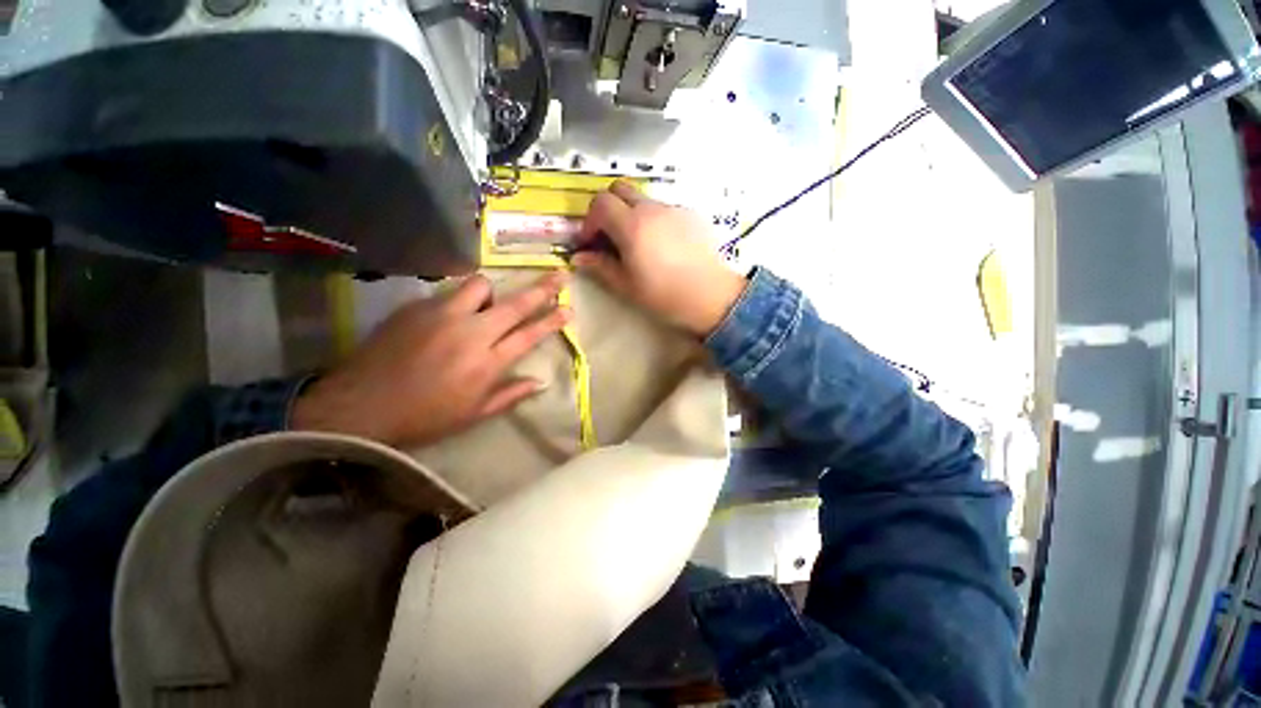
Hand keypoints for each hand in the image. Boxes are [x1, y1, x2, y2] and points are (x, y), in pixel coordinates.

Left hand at [291, 273, 569, 447]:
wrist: (360, 406)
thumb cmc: (424, 417)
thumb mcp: (474, 415)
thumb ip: (511, 395)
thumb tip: (541, 382)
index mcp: (487, 363)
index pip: (530, 335)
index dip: (553, 321)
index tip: (570, 309)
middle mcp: (471, 333)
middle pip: (515, 304)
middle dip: (542, 289)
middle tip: (560, 276)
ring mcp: (442, 315)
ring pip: (480, 285)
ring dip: (492, 292)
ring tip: (487, 305)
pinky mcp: (417, 307)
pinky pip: (449, 293)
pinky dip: (459, 301)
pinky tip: (449, 318)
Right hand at [572, 181, 746, 336]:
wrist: (710, 296)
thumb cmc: (664, 295)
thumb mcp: (626, 285)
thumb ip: (600, 266)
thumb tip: (579, 257)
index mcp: (632, 225)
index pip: (600, 203)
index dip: (589, 221)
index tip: (590, 243)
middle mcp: (651, 209)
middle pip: (619, 189)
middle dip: (607, 208)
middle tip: (609, 236)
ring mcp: (673, 209)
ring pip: (643, 199)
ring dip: (631, 214)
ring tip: (638, 243)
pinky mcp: (691, 215)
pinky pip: (664, 208)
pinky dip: (654, 219)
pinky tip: (663, 245)